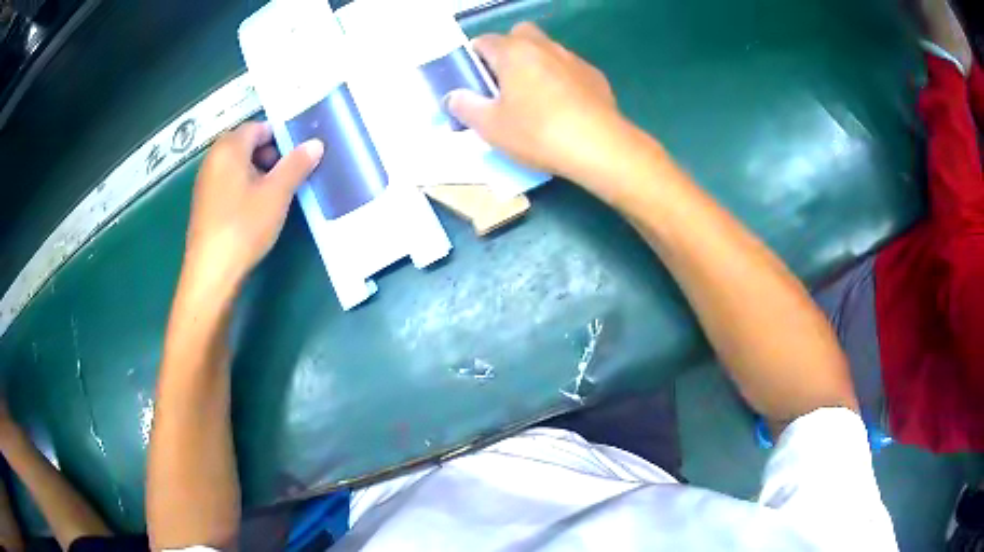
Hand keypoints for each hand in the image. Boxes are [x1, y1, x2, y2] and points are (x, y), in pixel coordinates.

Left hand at [182, 122, 322, 290]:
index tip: (299, 155)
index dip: (281, 137)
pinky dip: (243, 185)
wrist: (211, 273)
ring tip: (275, 193)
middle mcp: (213, 159)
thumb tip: (315, 144)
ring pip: (236, 164)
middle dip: (269, 154)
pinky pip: (227, 181)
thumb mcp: (277, 194)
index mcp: (229, 148)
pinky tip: (255, 208)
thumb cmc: (243, 227)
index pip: (258, 127)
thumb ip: (296, 165)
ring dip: (257, 171)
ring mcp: (205, 182)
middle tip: (289, 174)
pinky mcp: (204, 203)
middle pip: (245, 144)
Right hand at [446, 23, 622, 181]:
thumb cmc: (537, 132)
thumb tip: (454, 96)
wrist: (599, 146)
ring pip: (547, 50)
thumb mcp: (490, 126)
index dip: (474, 59)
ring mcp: (573, 58)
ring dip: (536, 64)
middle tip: (504, 84)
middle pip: (519, 35)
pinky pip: (569, 68)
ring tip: (535, 98)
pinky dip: (561, 79)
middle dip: (507, 51)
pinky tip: (564, 107)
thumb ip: (466, 107)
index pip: (484, 42)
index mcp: (513, 52)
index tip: (474, 82)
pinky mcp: (595, 76)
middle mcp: (543, 46)